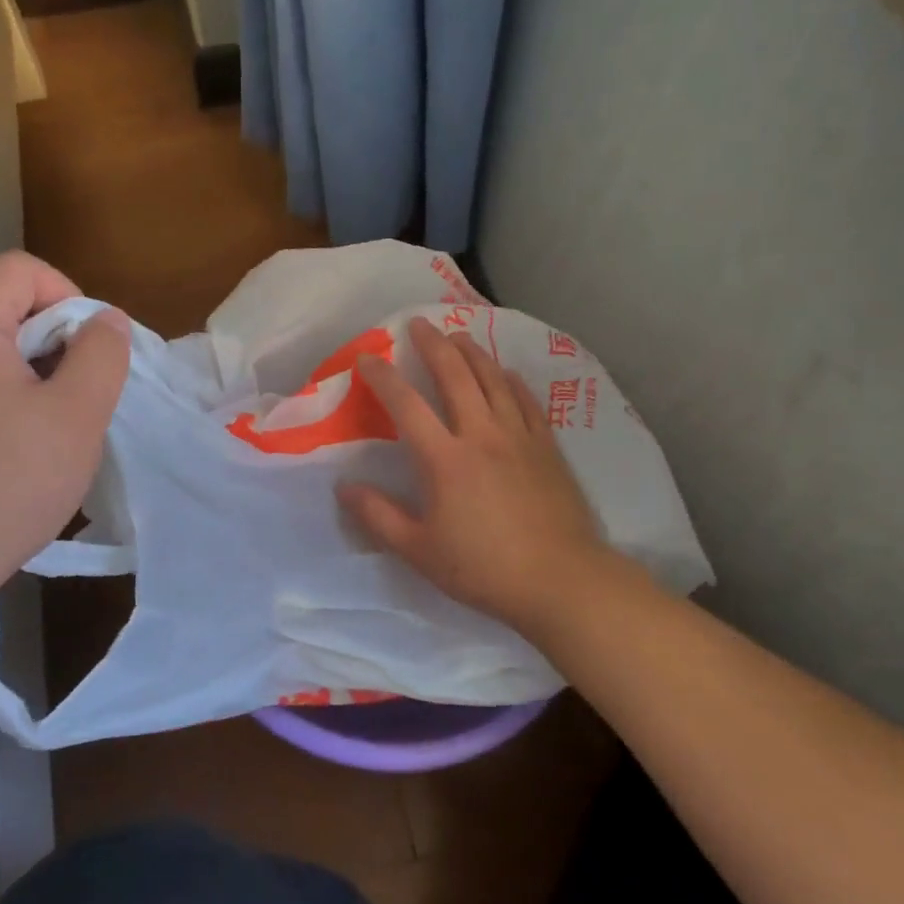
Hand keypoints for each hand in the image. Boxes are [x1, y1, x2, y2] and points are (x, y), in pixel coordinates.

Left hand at [0, 252, 129, 614]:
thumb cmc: (3, 485)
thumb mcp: (75, 418)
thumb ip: (100, 355)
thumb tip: (105, 319)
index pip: (21, 270)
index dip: (69, 296)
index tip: (87, 354)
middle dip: (49, 342)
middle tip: (72, 400)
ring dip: (22, 373)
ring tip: (41, 430)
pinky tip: (1, 451)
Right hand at [337, 316, 622, 635]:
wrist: (560, 579)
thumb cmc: (483, 568)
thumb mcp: (419, 550)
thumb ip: (379, 516)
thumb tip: (343, 487)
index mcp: (444, 459)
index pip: (406, 405)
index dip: (383, 377)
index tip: (367, 358)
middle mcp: (481, 435)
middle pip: (455, 376)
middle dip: (434, 345)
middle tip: (419, 324)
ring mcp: (518, 437)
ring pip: (493, 380)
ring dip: (473, 353)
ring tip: (458, 336)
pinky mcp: (546, 447)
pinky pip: (526, 401)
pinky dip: (511, 381)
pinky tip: (506, 373)